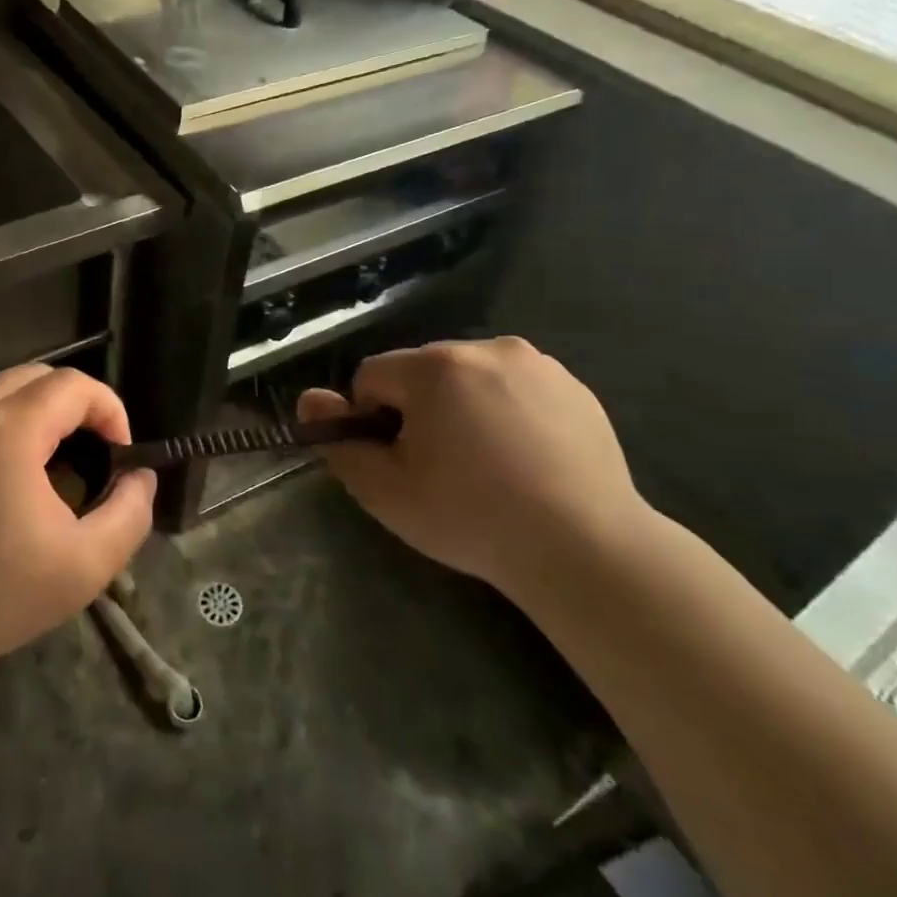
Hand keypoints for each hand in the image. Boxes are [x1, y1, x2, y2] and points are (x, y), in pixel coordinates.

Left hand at [0, 365, 154, 694]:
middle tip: (96, 458)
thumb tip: (139, 477)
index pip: (74, 385)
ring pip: (6, 394)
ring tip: (59, 474)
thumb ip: (129, 513)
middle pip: (40, 378)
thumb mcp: (84, 566)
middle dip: (79, 409)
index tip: (122, 456)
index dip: (111, 410)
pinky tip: (11, 486)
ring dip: (43, 418)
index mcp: (6, 427)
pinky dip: (9, 430)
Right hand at [298, 337, 647, 593]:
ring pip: (469, 377)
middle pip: (421, 372)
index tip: (399, 461)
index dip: (372, 419)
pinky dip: (506, 411)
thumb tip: (311, 400)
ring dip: (461, 407)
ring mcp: (537, 364)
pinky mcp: (574, 386)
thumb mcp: (385, 490)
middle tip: (441, 467)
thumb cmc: (472, 517)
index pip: (372, 376)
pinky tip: (525, 459)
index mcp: (435, 367)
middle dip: (418, 409)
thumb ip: (339, 440)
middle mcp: (485, 348)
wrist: (586, 549)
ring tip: (487, 465)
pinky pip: (514, 388)